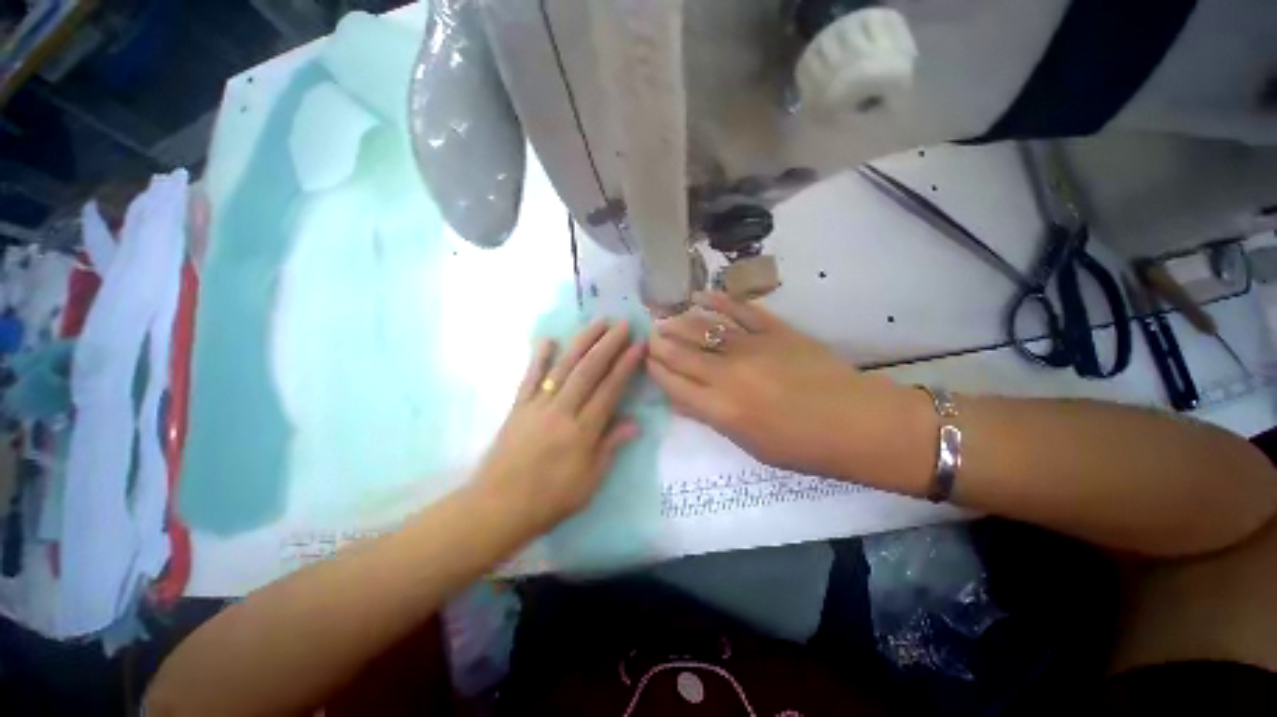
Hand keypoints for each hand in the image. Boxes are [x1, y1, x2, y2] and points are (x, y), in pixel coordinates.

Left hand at [475, 321, 645, 534]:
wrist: (498, 507)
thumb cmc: (550, 499)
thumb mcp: (590, 481)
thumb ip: (610, 447)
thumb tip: (635, 423)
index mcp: (583, 431)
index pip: (610, 389)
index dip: (626, 365)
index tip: (638, 345)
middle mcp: (562, 410)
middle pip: (588, 370)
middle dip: (608, 344)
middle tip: (623, 324)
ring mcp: (538, 405)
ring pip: (563, 367)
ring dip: (582, 342)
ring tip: (597, 323)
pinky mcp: (519, 407)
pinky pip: (530, 377)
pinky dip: (539, 357)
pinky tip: (548, 339)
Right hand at [647, 292, 913, 478]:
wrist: (857, 423)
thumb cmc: (801, 446)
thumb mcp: (749, 444)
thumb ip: (710, 418)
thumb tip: (679, 402)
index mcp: (721, 408)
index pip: (674, 384)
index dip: (655, 370)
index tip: (645, 360)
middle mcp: (728, 374)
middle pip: (682, 353)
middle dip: (659, 344)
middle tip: (648, 336)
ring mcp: (751, 347)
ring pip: (703, 329)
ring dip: (679, 322)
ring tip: (664, 318)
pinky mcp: (774, 330)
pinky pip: (738, 310)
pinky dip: (716, 300)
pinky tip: (699, 296)